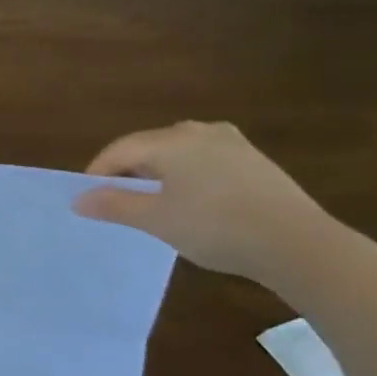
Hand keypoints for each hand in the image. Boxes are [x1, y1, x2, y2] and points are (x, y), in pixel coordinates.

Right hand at [73, 121, 337, 284]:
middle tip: (118, 202)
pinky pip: (205, 161)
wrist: (297, 244)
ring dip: (158, 174)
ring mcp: (232, 143)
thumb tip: (79, 200)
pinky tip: (193, 204)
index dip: (98, 173)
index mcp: (172, 141)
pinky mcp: (254, 161)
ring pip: (178, 153)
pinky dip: (187, 177)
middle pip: (149, 147)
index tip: (89, 199)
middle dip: (128, 172)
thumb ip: (114, 205)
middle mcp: (200, 131)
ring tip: (153, 204)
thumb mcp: (156, 220)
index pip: (120, 149)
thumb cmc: (215, 227)